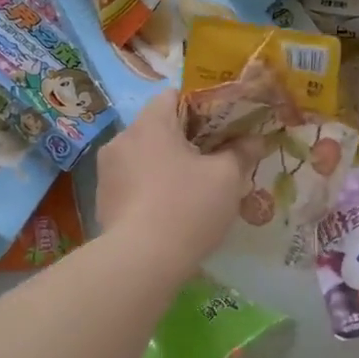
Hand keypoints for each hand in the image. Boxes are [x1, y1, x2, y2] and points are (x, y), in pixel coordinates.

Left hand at [95, 92, 257, 271]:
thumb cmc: (187, 207)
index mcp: (150, 124)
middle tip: (214, 159)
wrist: (141, 262)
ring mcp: (107, 172)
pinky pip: (133, 183)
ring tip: (194, 189)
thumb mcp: (226, 178)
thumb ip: (241, 153)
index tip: (221, 126)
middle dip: (186, 140)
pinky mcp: (103, 201)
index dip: (200, 106)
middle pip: (158, 128)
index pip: (173, 95)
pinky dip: (152, 189)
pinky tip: (171, 211)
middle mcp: (121, 140)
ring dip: (167, 166)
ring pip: (145, 157)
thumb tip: (255, 139)